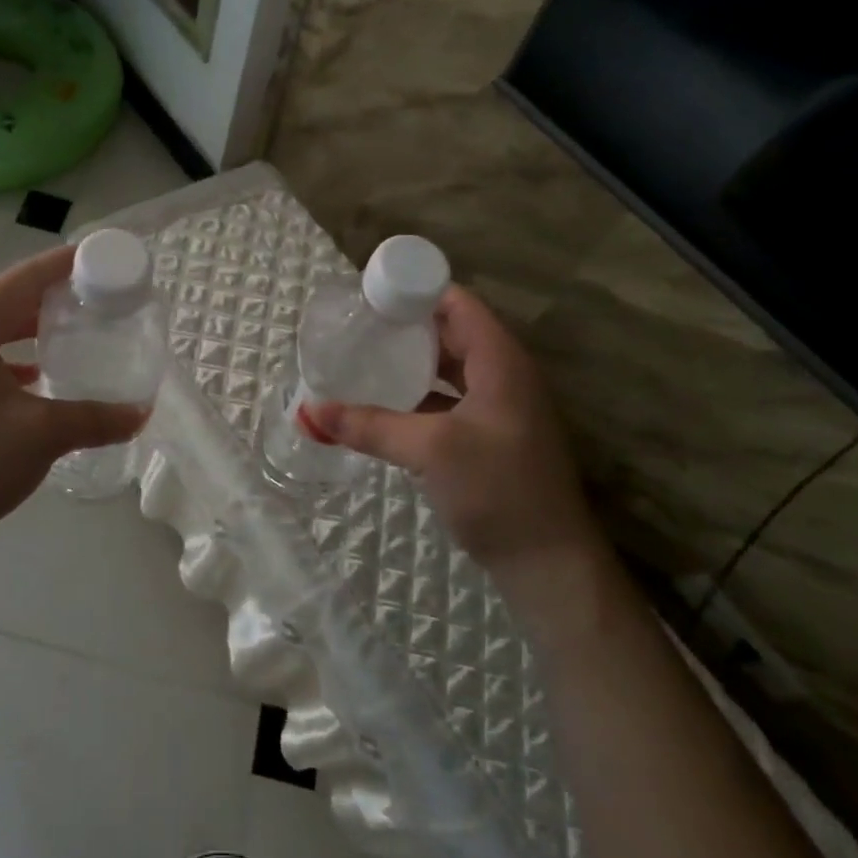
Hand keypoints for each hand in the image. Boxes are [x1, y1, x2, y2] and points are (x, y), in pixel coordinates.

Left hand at [0, 246, 149, 560]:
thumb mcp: (39, 436)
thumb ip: (94, 418)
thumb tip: (140, 413)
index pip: (22, 278)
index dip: (64, 264)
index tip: (102, 256)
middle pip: (6, 302)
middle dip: (53, 299)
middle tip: (99, 301)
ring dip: (31, 332)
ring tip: (74, 336)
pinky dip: (12, 363)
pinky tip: (37, 383)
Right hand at [312, 286, 602, 586]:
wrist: (549, 565)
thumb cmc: (498, 490)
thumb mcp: (430, 450)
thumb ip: (369, 426)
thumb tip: (308, 411)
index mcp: (500, 361)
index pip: (457, 303)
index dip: (415, 291)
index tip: (368, 296)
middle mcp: (503, 375)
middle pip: (451, 332)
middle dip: (405, 326)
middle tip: (355, 326)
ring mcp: (499, 408)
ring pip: (449, 368)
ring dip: (410, 361)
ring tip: (362, 357)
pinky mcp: (491, 437)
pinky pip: (449, 399)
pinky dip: (419, 394)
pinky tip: (385, 403)